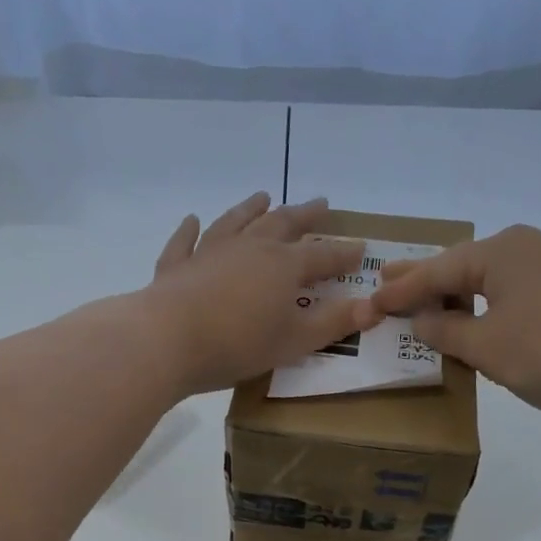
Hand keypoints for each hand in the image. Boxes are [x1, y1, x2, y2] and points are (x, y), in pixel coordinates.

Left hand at [141, 192, 379, 395]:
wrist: (168, 339)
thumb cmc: (238, 343)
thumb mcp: (294, 340)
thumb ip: (333, 323)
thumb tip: (372, 308)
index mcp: (283, 267)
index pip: (322, 256)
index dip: (343, 254)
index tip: (360, 248)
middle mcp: (250, 248)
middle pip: (282, 224)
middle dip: (304, 215)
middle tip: (320, 204)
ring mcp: (210, 252)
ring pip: (236, 222)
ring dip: (251, 208)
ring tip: (263, 196)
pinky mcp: (177, 266)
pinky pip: (185, 242)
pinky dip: (190, 230)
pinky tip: (192, 220)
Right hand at [371, 225, 540, 426]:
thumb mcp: (485, 346)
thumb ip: (444, 331)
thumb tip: (422, 320)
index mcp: (500, 251)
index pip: (437, 271)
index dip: (401, 290)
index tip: (370, 301)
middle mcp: (525, 247)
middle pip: (461, 266)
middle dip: (424, 280)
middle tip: (385, 282)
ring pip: (486, 279)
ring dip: (454, 295)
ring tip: (420, 302)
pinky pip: (508, 292)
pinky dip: (482, 304)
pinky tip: (467, 316)